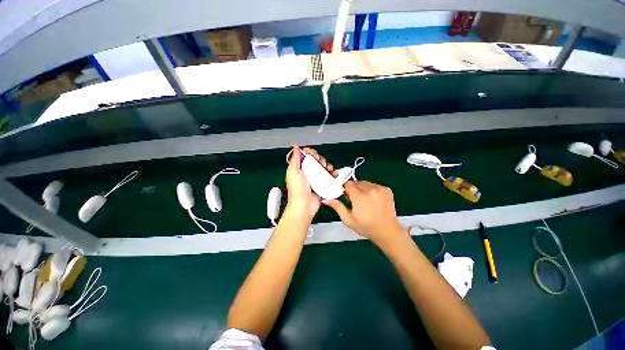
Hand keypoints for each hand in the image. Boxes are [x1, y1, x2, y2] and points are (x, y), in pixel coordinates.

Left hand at [285, 145, 336, 221]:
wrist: (304, 206)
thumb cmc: (298, 189)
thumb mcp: (293, 172)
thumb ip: (295, 158)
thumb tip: (295, 146)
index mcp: (299, 167)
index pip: (306, 155)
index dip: (311, 153)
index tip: (314, 156)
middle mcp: (307, 171)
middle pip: (316, 160)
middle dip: (320, 159)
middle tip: (321, 164)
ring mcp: (315, 178)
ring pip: (323, 167)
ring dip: (328, 165)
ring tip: (329, 169)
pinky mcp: (322, 183)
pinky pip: (328, 175)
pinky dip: (332, 173)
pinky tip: (334, 173)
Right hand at [323, 181, 406, 246]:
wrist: (387, 231)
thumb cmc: (365, 227)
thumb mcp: (348, 219)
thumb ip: (337, 207)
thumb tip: (325, 199)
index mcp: (359, 197)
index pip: (348, 184)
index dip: (345, 189)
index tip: (346, 196)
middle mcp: (370, 189)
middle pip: (356, 182)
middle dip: (354, 189)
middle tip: (355, 199)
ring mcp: (380, 189)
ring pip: (365, 183)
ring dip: (362, 188)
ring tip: (365, 200)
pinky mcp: (387, 189)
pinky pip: (374, 185)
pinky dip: (372, 189)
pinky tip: (373, 199)